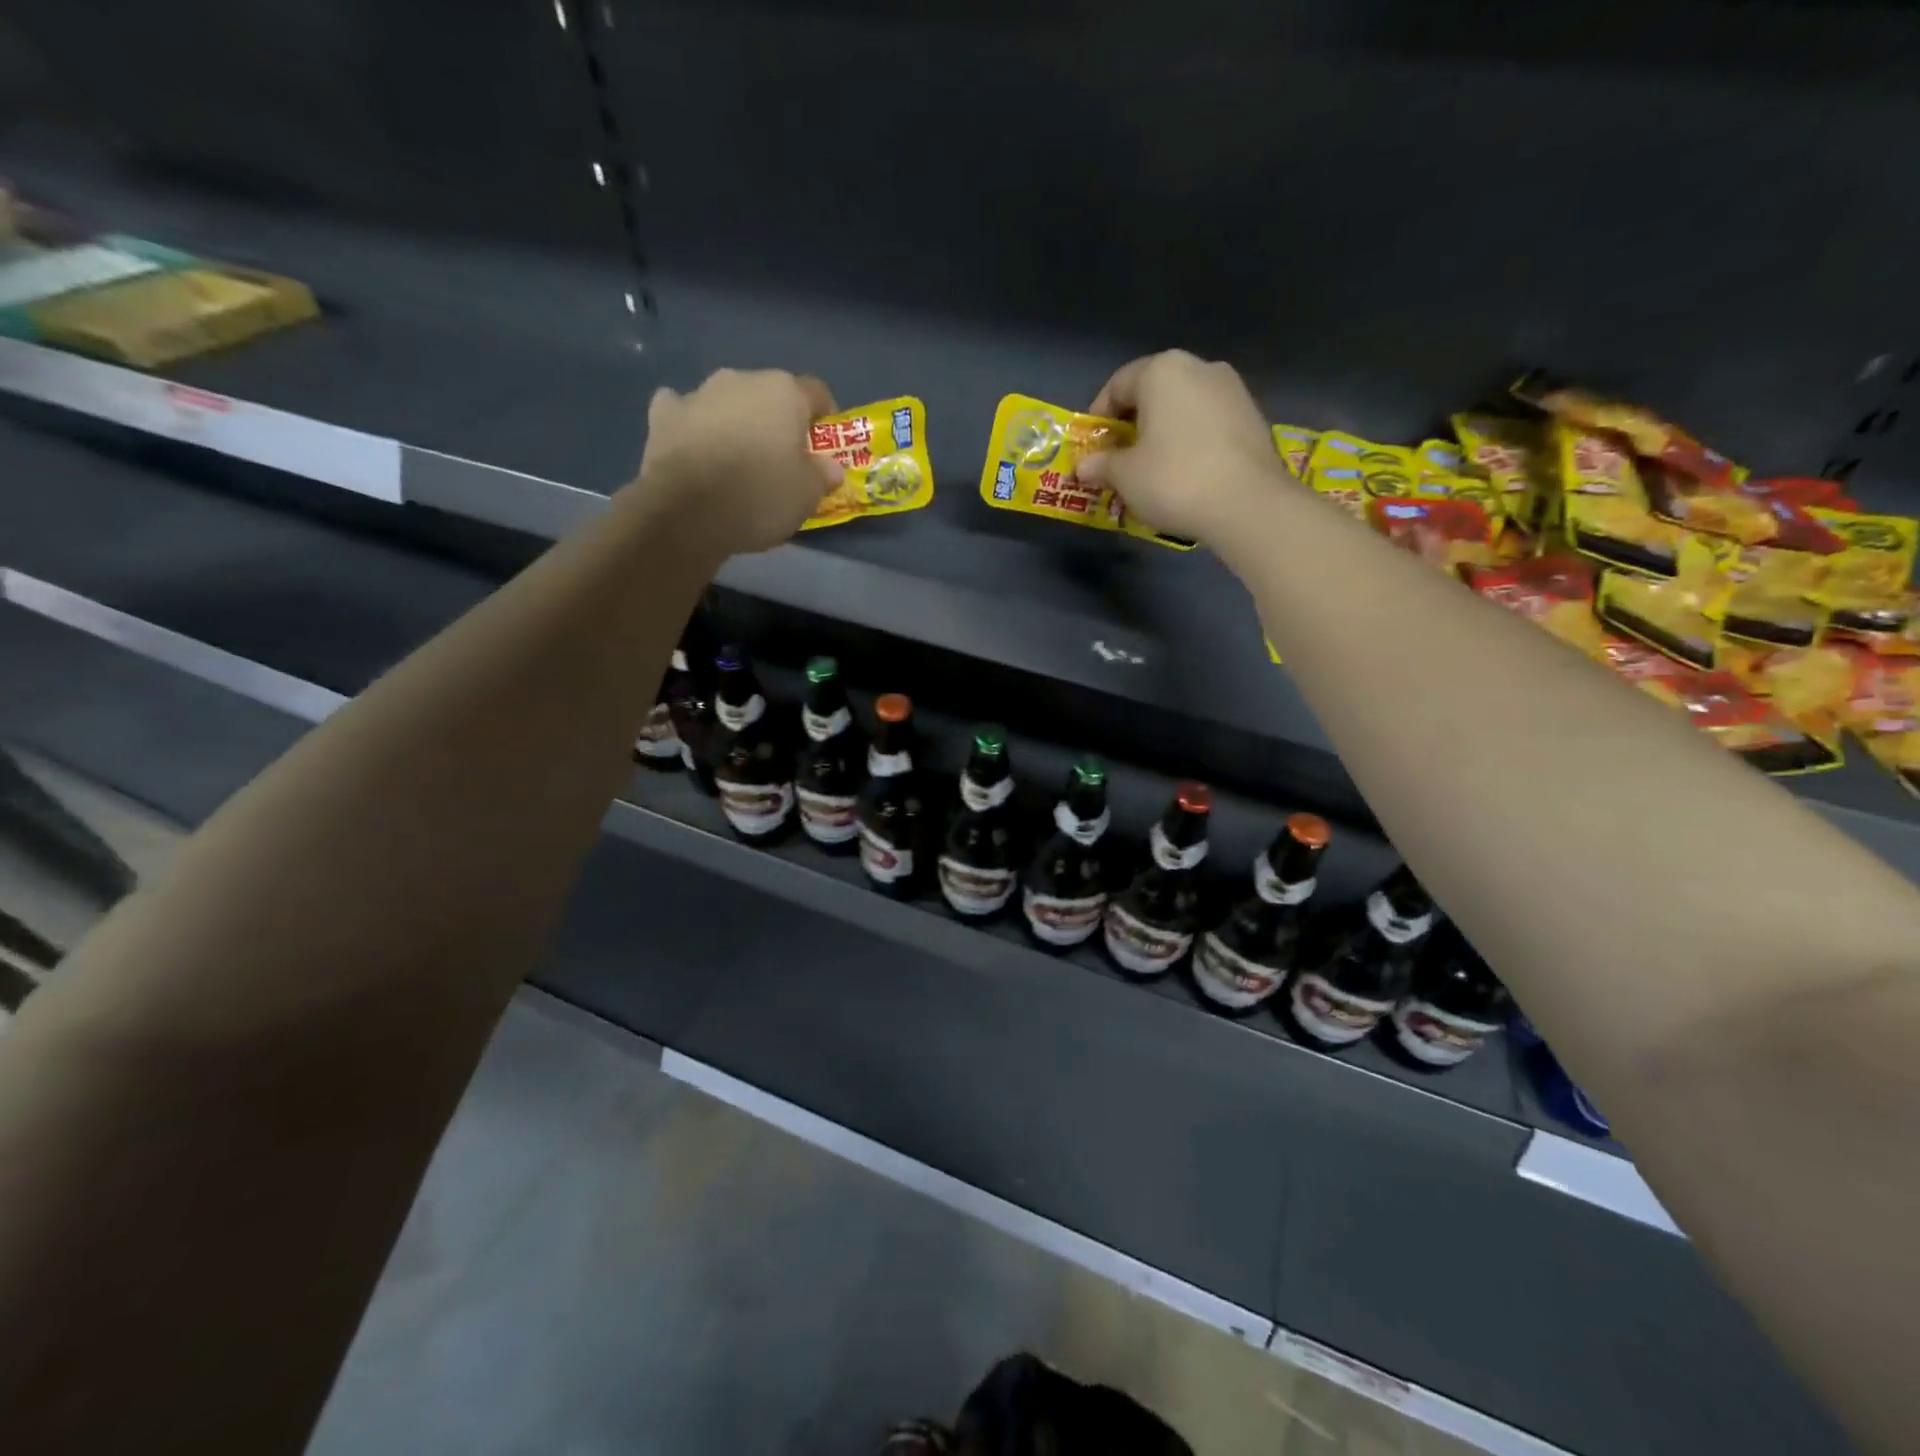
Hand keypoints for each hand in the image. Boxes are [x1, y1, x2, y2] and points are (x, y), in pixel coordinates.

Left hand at [632, 369, 843, 556]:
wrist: (687, 512)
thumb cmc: (760, 496)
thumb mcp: (808, 495)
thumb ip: (823, 475)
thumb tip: (830, 467)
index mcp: (784, 392)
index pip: (816, 393)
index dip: (825, 418)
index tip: (824, 447)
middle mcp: (742, 380)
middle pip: (770, 395)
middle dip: (777, 421)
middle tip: (781, 459)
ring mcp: (699, 393)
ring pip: (728, 402)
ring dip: (736, 421)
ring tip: (737, 459)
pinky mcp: (664, 414)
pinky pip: (684, 411)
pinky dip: (692, 425)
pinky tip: (694, 446)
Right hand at [1076, 351, 1290, 547]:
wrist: (1248, 504)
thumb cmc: (1173, 479)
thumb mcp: (1125, 476)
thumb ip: (1102, 465)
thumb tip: (1084, 466)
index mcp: (1162, 371)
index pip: (1118, 384)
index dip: (1099, 416)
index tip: (1092, 448)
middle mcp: (1200, 368)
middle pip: (1153, 392)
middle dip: (1133, 425)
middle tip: (1119, 460)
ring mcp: (1233, 390)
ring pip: (1184, 408)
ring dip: (1164, 434)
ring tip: (1152, 471)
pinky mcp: (1253, 418)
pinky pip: (1209, 425)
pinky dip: (1191, 443)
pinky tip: (1186, 475)